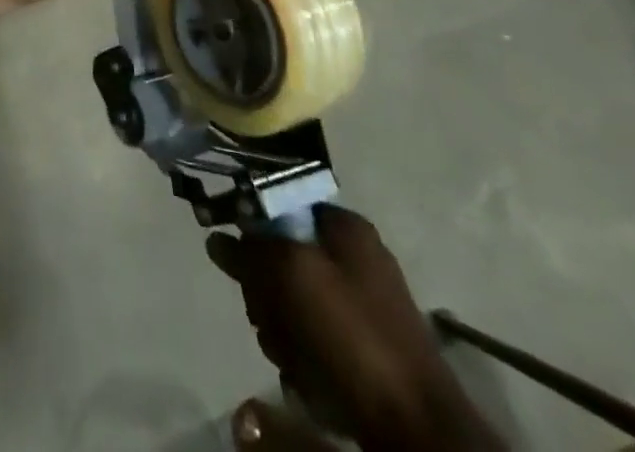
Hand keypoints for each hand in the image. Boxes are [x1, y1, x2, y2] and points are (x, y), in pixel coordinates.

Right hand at [208, 206, 504, 451]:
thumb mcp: (290, 271)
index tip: (241, 261)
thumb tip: (219, 236)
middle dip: (265, 291)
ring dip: (278, 327)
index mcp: (345, 227)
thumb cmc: (351, 334)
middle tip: (268, 315)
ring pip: (290, 300)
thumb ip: (251, 246)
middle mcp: (354, 258)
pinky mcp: (361, 349)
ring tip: (290, 353)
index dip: (253, 231)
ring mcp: (360, 305)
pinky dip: (301, 355)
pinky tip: (305, 375)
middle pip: (280, 256)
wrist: (416, 428)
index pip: (279, 206)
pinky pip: (310, 337)